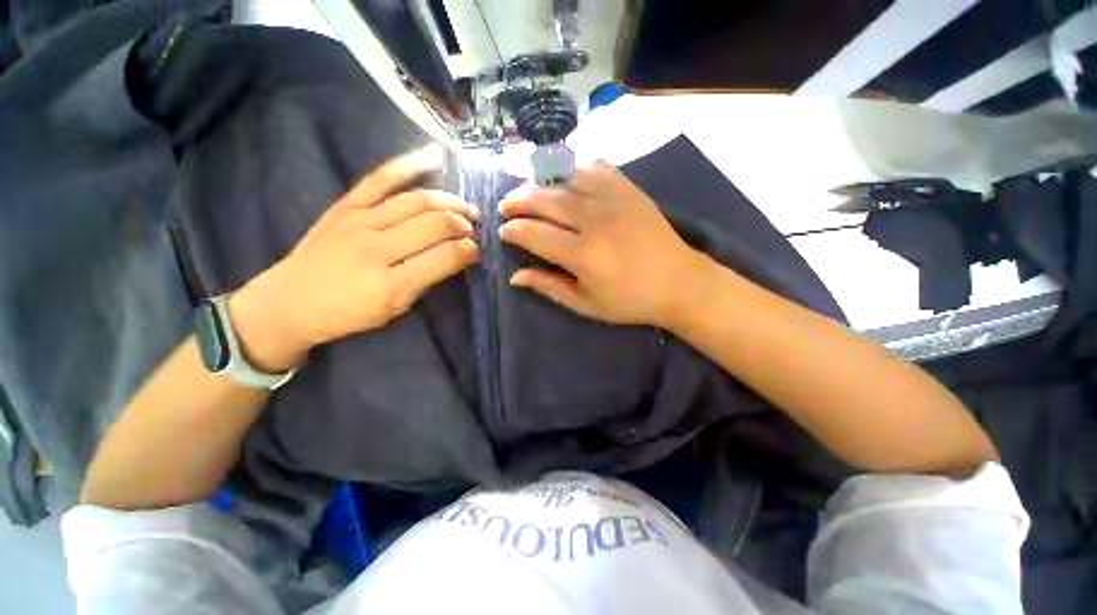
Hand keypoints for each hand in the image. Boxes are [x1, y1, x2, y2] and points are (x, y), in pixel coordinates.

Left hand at [229, 146, 479, 371]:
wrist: (289, 302)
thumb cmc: (347, 314)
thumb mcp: (394, 310)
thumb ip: (426, 281)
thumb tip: (457, 256)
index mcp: (392, 284)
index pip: (446, 257)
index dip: (469, 250)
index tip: (477, 251)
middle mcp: (377, 248)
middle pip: (435, 224)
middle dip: (464, 224)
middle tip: (475, 228)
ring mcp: (359, 221)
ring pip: (417, 201)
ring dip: (450, 201)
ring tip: (466, 207)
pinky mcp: (345, 205)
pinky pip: (381, 178)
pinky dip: (410, 164)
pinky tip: (434, 157)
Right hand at [498, 161, 711, 327]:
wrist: (679, 283)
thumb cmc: (630, 301)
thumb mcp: (586, 304)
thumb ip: (549, 287)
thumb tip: (515, 276)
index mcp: (582, 254)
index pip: (534, 234)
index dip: (514, 231)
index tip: (504, 232)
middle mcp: (594, 221)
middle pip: (545, 200)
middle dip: (518, 201)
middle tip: (506, 206)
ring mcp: (613, 199)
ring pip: (565, 180)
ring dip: (541, 184)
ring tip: (529, 192)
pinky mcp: (629, 189)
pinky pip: (595, 168)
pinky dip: (575, 169)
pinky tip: (566, 178)